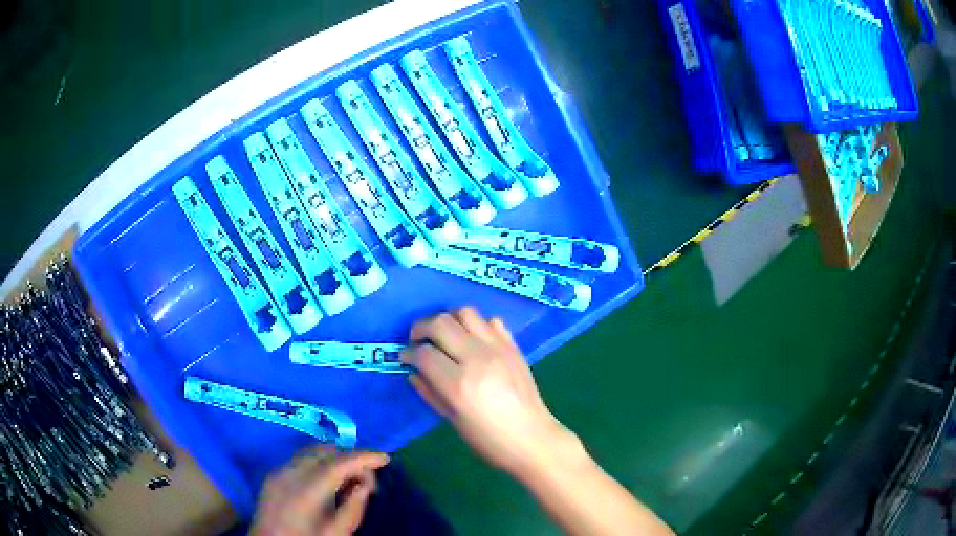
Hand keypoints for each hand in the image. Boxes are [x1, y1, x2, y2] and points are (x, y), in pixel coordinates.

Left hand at [251, 448, 389, 535]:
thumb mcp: (337, 533)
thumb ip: (354, 507)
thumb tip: (364, 484)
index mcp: (306, 490)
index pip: (339, 463)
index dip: (364, 457)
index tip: (385, 458)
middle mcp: (290, 473)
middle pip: (325, 451)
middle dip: (349, 458)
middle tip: (366, 479)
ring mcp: (278, 472)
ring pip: (311, 452)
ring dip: (334, 459)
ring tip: (346, 481)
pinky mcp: (273, 475)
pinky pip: (300, 460)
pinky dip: (318, 464)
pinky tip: (325, 483)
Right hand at [402, 308, 574, 473]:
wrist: (532, 438)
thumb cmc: (488, 439)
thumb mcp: (452, 420)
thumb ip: (429, 392)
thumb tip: (413, 371)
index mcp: (458, 384)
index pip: (424, 353)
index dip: (408, 353)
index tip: (405, 358)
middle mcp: (477, 358)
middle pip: (440, 323)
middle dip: (421, 328)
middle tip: (417, 341)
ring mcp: (498, 348)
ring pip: (465, 313)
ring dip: (448, 320)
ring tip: (444, 337)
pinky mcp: (513, 346)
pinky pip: (490, 321)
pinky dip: (476, 326)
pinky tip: (472, 341)